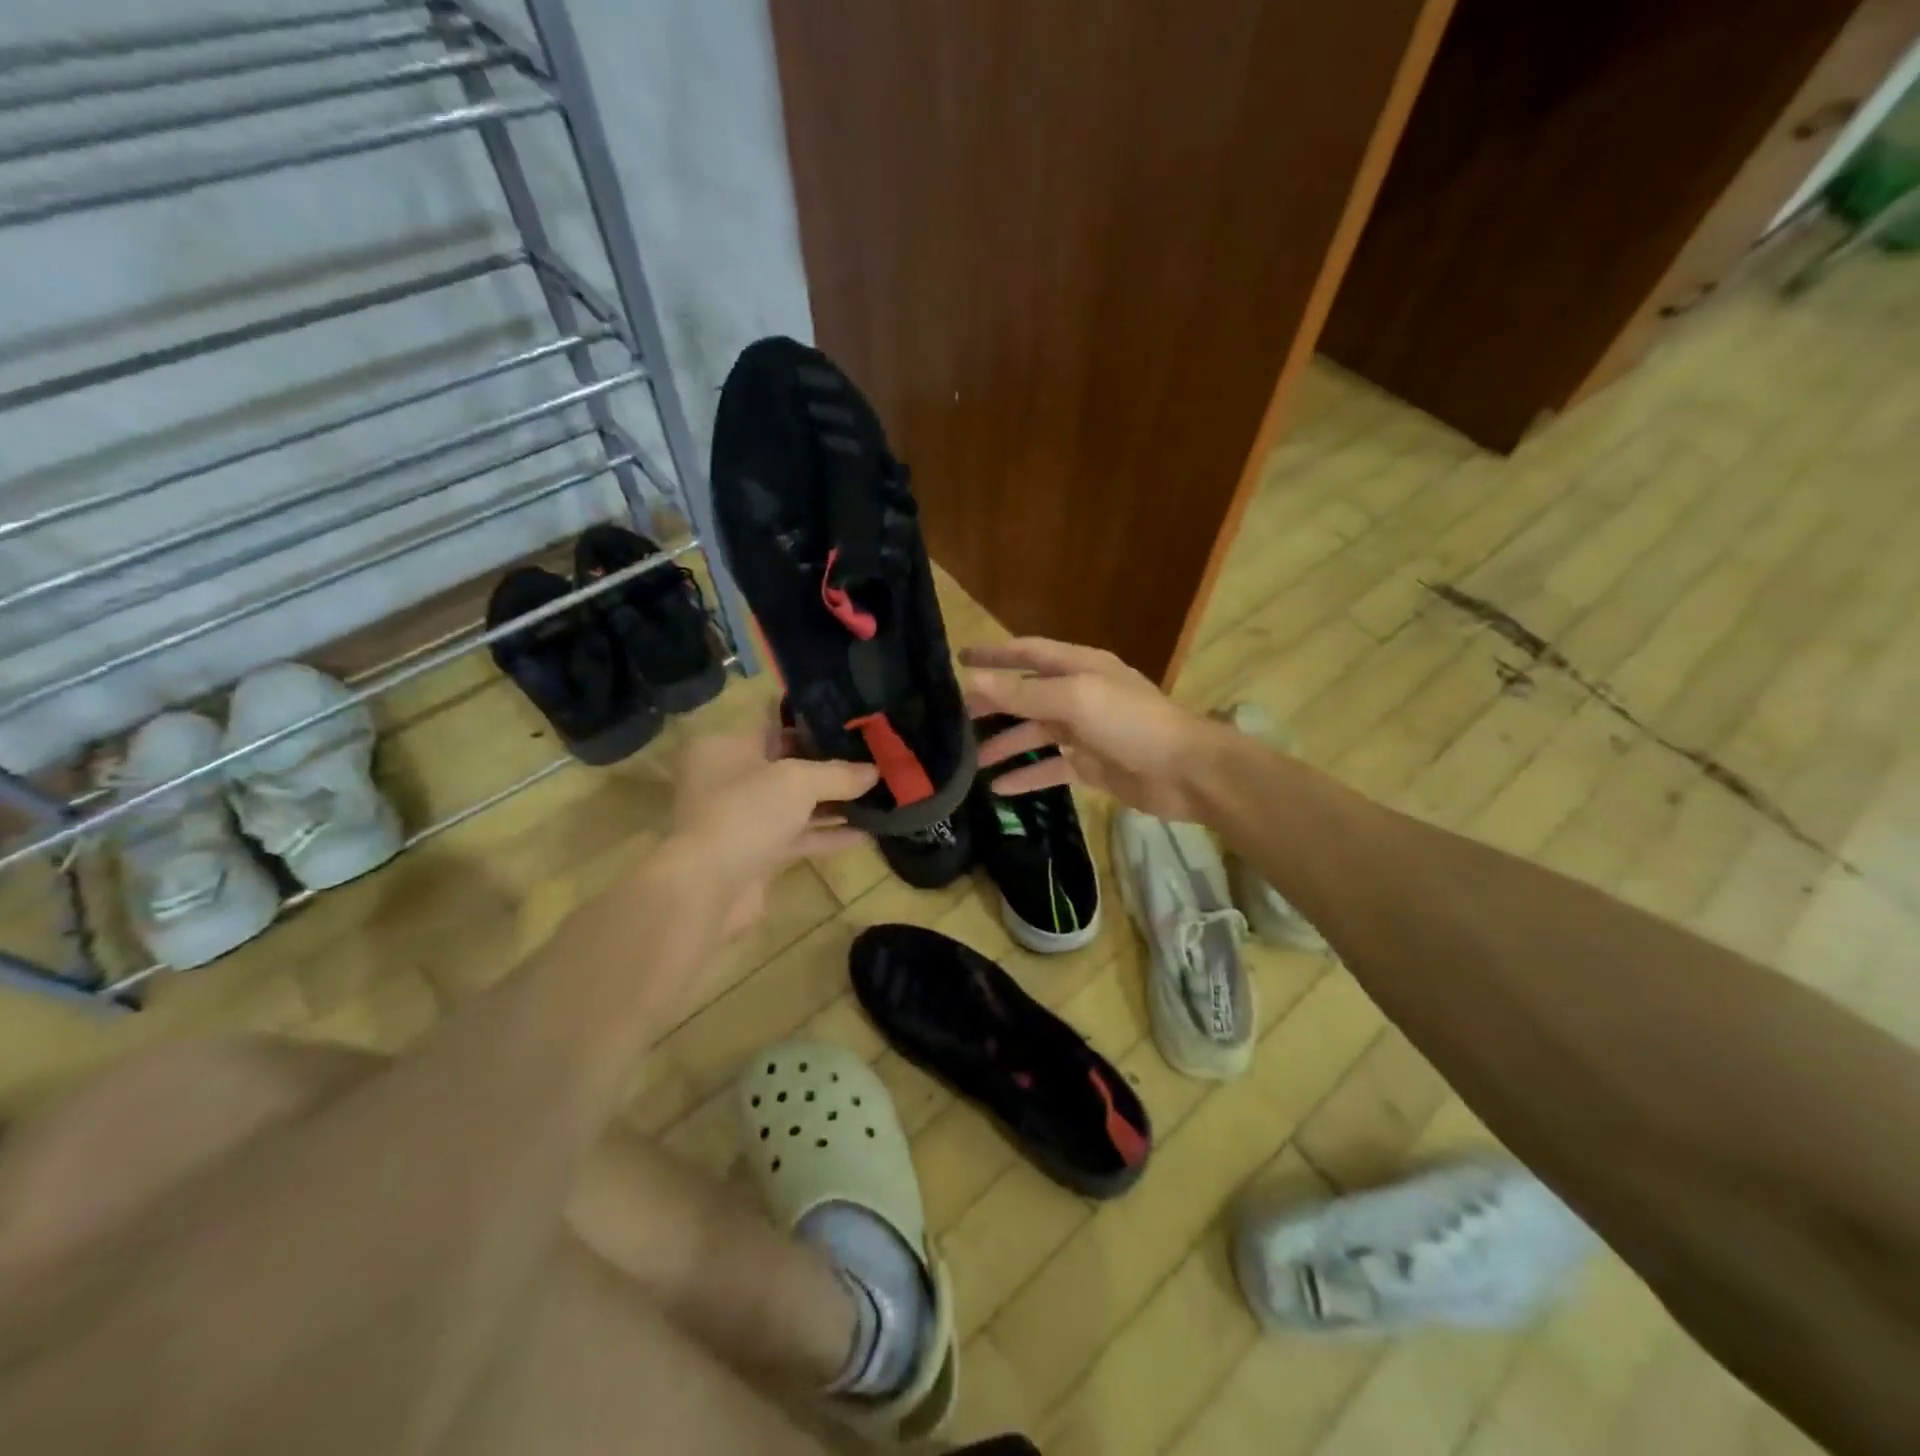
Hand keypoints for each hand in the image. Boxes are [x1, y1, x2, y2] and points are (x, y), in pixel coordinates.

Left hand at [668, 719, 876, 938]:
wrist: (707, 888)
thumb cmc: (746, 812)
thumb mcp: (798, 781)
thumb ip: (839, 774)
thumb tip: (877, 772)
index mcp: (728, 745)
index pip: (777, 722)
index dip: (817, 722)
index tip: (855, 722)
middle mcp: (732, 777)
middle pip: (790, 764)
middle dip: (832, 764)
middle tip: (875, 757)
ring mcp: (744, 817)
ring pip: (797, 803)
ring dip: (835, 801)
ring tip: (879, 794)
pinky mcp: (758, 851)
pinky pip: (800, 835)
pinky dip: (828, 833)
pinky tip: (866, 832)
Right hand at [961, 638, 1212, 820]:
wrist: (1186, 771)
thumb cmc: (1132, 723)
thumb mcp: (1075, 699)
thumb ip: (1024, 693)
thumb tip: (974, 681)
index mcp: (1080, 667)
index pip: (1028, 652)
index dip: (995, 654)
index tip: (960, 658)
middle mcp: (1080, 694)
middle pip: (1027, 695)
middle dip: (994, 704)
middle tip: (957, 718)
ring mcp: (1086, 731)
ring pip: (1036, 733)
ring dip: (1006, 744)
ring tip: (972, 761)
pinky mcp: (1092, 766)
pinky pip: (1051, 767)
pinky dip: (1027, 776)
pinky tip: (1001, 789)